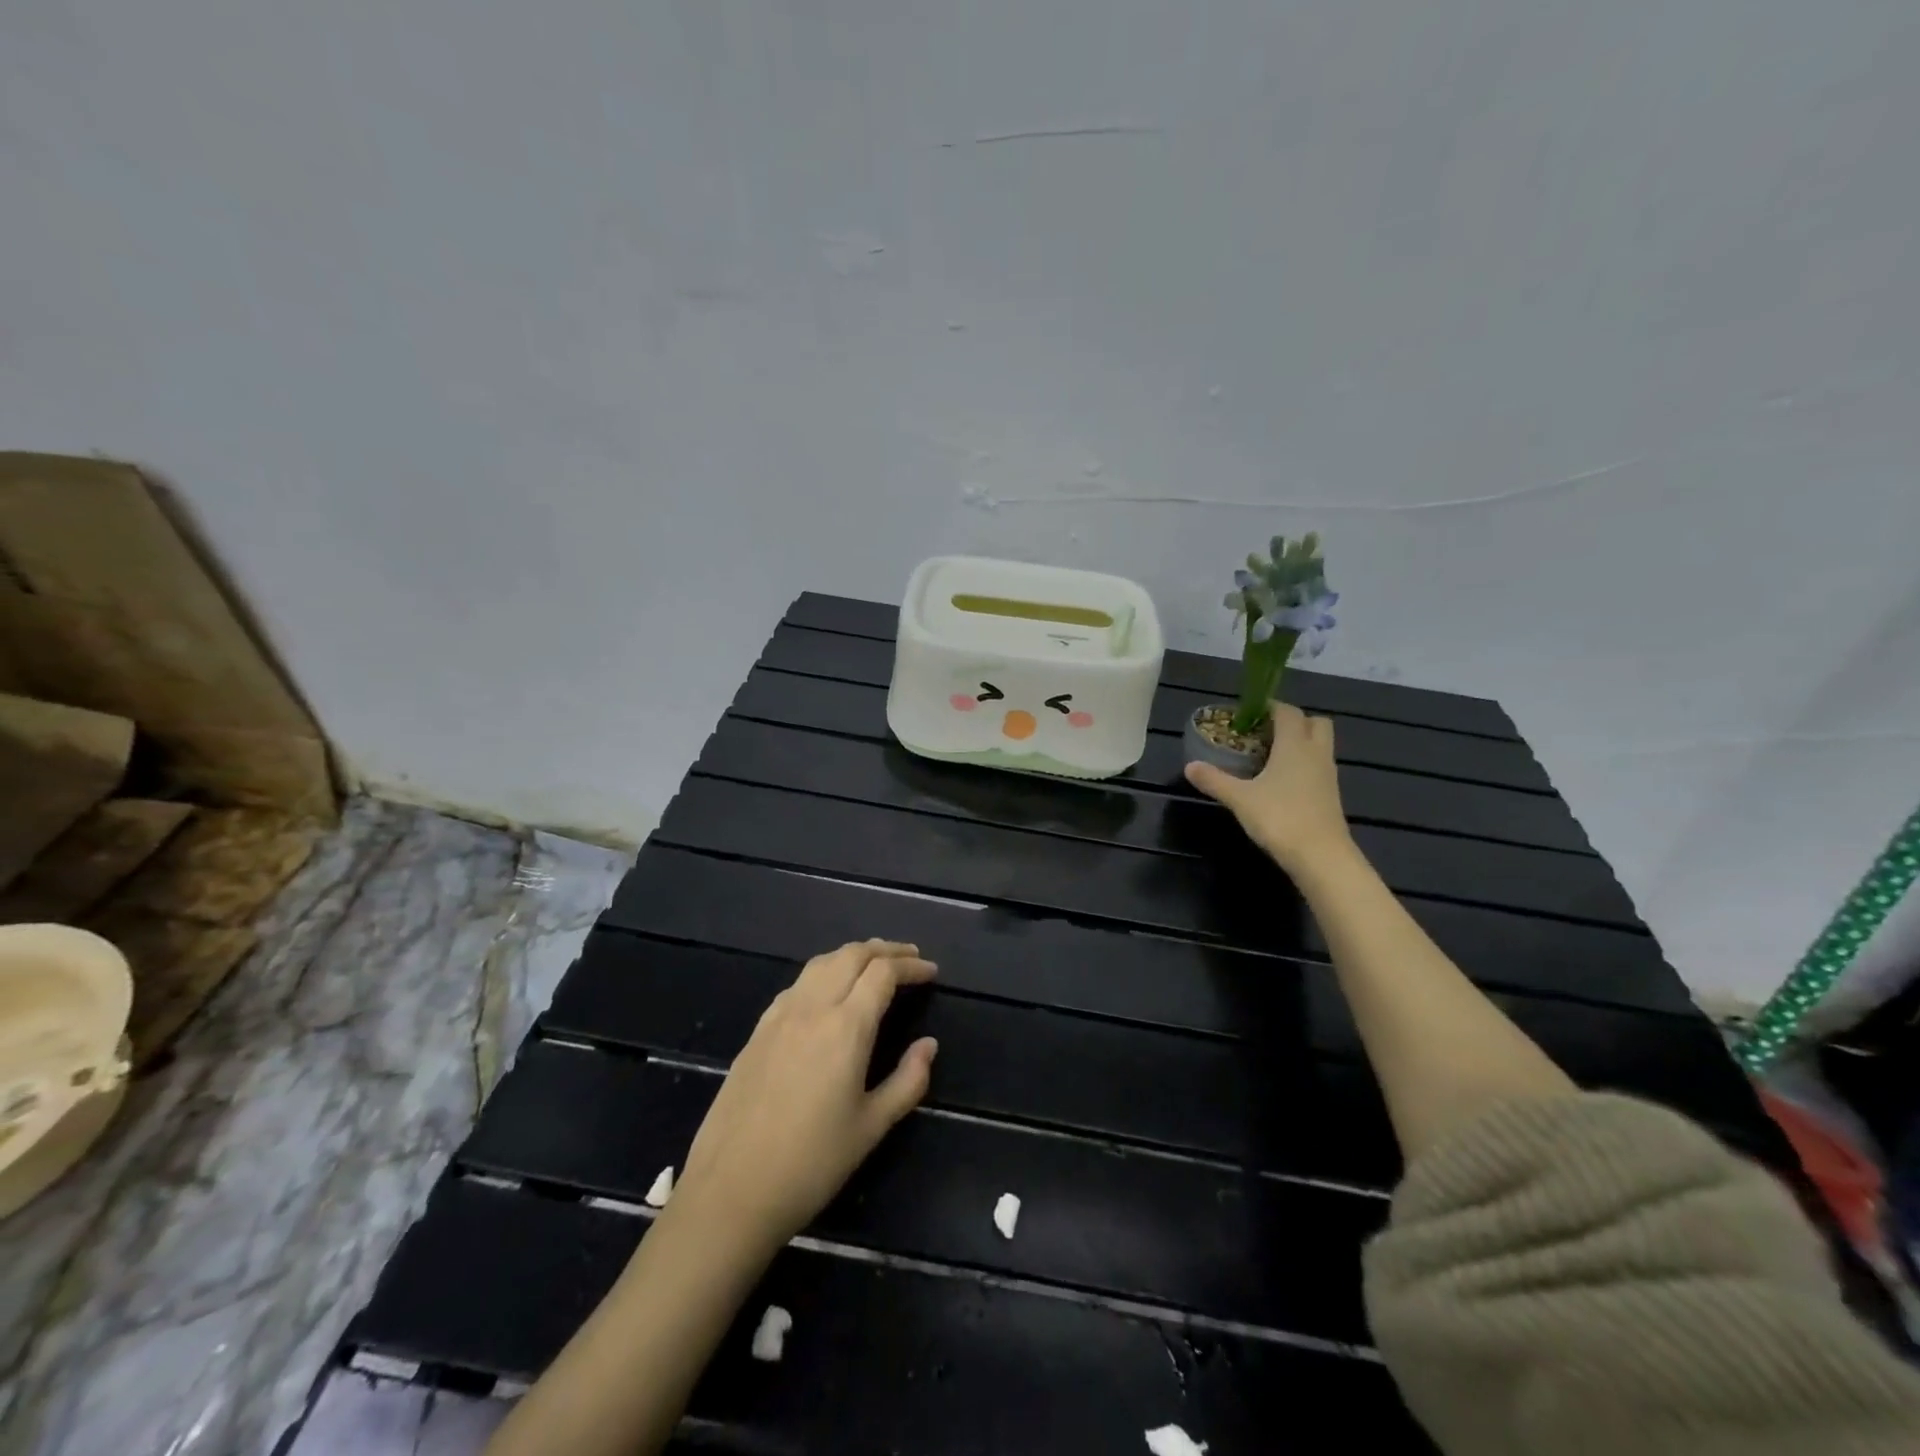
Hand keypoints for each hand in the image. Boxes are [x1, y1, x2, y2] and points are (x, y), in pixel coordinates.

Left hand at [672, 939, 938, 1253]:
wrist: (730, 1191)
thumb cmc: (811, 1164)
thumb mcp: (871, 1127)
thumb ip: (908, 1081)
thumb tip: (928, 1045)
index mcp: (846, 1027)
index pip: (883, 973)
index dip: (911, 966)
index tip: (931, 971)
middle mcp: (812, 1008)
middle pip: (852, 955)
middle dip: (885, 950)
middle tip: (910, 957)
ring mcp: (780, 1016)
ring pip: (821, 962)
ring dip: (853, 955)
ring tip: (874, 964)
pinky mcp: (758, 1030)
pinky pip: (798, 983)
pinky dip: (824, 972)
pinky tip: (828, 992)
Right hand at [1185, 703, 1352, 874]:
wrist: (1321, 856)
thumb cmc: (1280, 818)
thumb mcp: (1240, 799)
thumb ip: (1214, 780)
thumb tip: (1189, 766)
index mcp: (1295, 745)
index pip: (1288, 712)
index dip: (1270, 707)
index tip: (1248, 713)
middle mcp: (1316, 753)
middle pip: (1314, 722)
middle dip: (1293, 722)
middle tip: (1265, 733)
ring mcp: (1328, 775)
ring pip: (1319, 745)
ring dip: (1300, 743)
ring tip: (1269, 756)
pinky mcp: (1331, 795)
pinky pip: (1319, 767)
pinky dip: (1303, 765)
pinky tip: (1281, 782)